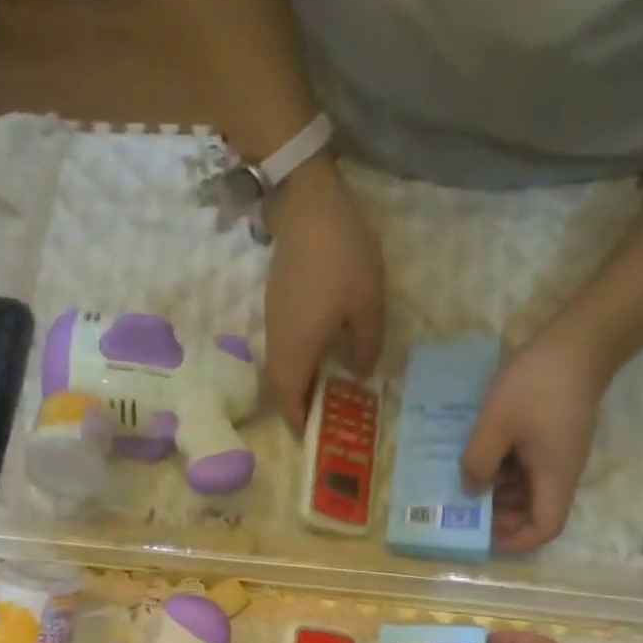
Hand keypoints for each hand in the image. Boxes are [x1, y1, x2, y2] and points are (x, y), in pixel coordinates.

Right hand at [263, 162, 384, 430]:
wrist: (309, 205)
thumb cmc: (342, 260)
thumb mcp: (369, 307)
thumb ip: (366, 347)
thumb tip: (358, 374)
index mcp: (296, 348)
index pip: (288, 397)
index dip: (297, 420)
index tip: (312, 437)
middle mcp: (278, 339)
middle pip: (281, 384)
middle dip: (299, 404)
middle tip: (326, 415)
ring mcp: (274, 318)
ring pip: (283, 363)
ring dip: (301, 380)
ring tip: (330, 388)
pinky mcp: (277, 300)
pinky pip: (286, 343)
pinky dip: (302, 358)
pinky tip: (326, 351)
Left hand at [461, 319, 610, 551]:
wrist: (578, 342)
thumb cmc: (536, 385)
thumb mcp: (496, 424)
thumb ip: (479, 461)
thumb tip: (470, 491)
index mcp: (555, 477)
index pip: (545, 528)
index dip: (516, 540)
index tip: (484, 533)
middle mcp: (561, 472)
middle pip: (535, 511)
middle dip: (501, 515)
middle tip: (466, 504)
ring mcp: (558, 453)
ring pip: (529, 488)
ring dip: (500, 490)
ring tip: (466, 477)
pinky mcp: (552, 436)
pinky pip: (528, 465)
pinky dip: (505, 467)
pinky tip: (480, 452)